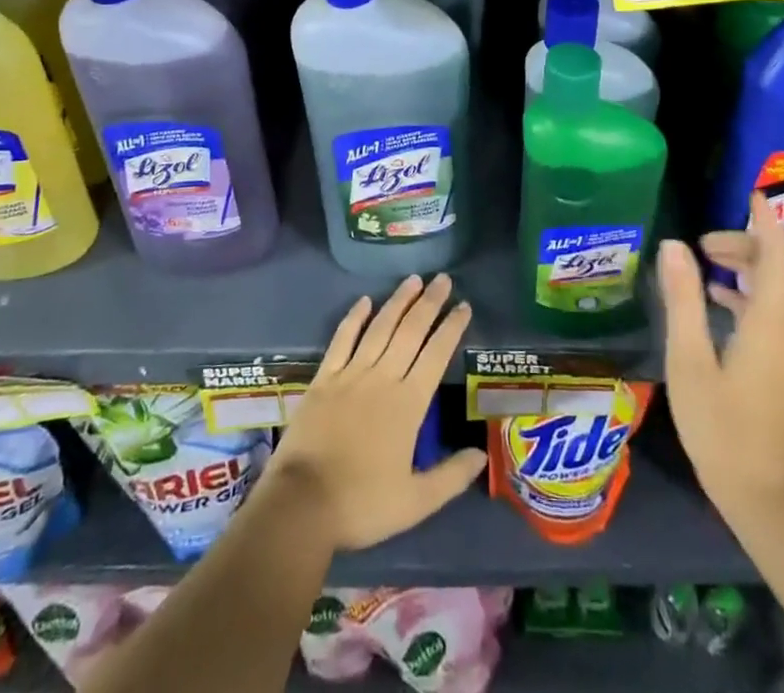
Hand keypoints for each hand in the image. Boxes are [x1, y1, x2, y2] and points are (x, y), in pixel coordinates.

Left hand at [265, 274, 486, 551]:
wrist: (301, 505)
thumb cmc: (361, 504)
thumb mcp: (416, 502)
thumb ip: (451, 476)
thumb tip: (482, 454)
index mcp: (408, 403)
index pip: (436, 354)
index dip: (451, 328)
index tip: (464, 306)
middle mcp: (383, 378)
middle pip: (410, 331)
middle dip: (429, 303)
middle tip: (443, 278)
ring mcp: (351, 374)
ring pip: (380, 327)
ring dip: (398, 302)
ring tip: (413, 280)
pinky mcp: (324, 378)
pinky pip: (342, 339)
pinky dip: (354, 318)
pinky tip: (364, 301)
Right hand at [657, 211, 783, 520]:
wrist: (760, 494)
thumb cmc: (719, 425)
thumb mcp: (688, 358)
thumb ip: (683, 299)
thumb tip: (673, 245)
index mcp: (770, 323)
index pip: (775, 257)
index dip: (766, 223)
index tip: (754, 193)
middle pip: (777, 271)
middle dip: (747, 243)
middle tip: (704, 240)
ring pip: (776, 291)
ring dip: (747, 267)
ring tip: (706, 259)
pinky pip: (773, 312)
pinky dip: (749, 293)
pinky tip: (717, 298)